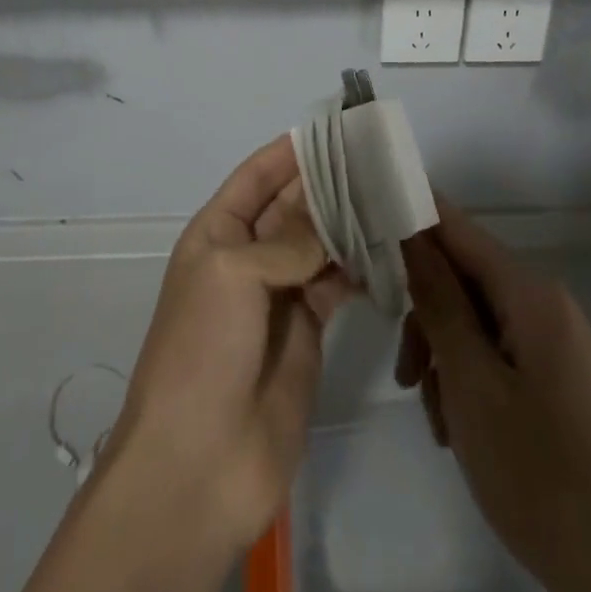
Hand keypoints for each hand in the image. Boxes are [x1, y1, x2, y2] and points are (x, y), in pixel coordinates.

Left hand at [105, 135, 351, 555]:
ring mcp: (279, 295)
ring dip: (349, 220)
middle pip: (292, 205)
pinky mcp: (308, 332)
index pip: (257, 176)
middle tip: (379, 157)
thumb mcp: (234, 276)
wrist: (199, 464)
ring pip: (319, 242)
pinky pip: (336, 284)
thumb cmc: (203, 351)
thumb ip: (287, 242)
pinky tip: (387, 249)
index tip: (335, 127)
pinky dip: (358, 266)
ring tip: (391, 195)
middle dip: (328, 181)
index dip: (290, 151)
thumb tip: (328, 225)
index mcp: (217, 234)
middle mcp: (248, 257)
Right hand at [396, 203, 590, 591]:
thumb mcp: (471, 382)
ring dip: (440, 355)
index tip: (363, 231)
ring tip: (434, 416)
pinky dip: (463, 378)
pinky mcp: (549, 374)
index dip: (410, 219)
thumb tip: (410, 234)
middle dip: (424, 315)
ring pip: (471, 319)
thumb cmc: (537, 471)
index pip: (457, 227)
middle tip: (403, 374)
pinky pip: (491, 351)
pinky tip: (454, 427)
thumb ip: (438, 301)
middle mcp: (543, 303)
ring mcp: (549, 340)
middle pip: (461, 277)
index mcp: (531, 293)